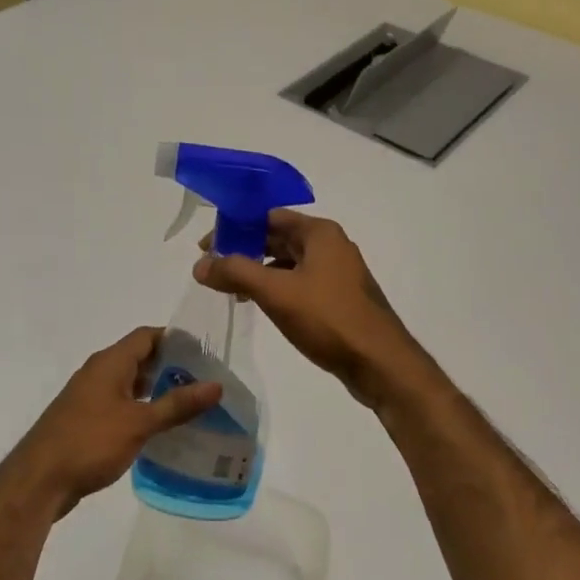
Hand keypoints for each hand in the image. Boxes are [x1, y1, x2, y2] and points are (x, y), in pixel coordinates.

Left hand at [6, 327, 220, 514]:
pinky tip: (161, 429)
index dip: (175, 338)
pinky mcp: (86, 420)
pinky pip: (120, 405)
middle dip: (171, 366)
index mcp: (110, 362)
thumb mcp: (139, 422)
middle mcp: (99, 372)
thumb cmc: (90, 442)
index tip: (205, 352)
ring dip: (157, 390)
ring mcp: (90, 397)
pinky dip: (141, 409)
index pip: (147, 336)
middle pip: (139, 358)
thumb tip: (216, 385)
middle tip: (205, 381)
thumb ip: (177, 404)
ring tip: (191, 405)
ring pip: (130, 383)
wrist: (40, 479)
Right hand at [193, 212, 432, 409]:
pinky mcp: (339, 298)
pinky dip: (277, 288)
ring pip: (288, 262)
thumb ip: (235, 272)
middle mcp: (331, 245)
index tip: (206, 248)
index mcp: (319, 233)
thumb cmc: (328, 318)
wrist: (380, 363)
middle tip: (212, 269)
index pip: (268, 217)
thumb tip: (200, 265)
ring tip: (231, 290)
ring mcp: (337, 273)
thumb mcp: (276, 292)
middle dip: (244, 250)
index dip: (234, 227)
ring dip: (259, 271)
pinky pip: (300, 283)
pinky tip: (261, 305)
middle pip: (277, 238)